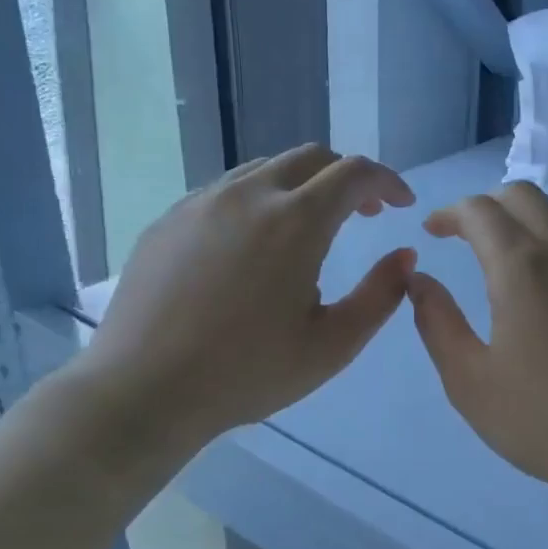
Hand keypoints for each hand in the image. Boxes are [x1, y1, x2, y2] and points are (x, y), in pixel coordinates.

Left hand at [78, 146, 415, 455]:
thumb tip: (405, 255)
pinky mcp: (169, 219)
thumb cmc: (247, 373)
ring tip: (311, 228)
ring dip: (303, 186)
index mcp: (296, 222)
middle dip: (347, 177)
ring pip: (266, 169)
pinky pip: (226, 190)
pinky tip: (255, 246)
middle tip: (364, 214)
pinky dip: (260, 201)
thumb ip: (380, 294)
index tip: (402, 205)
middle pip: (312, 158)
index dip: (387, 182)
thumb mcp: (333, 344)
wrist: (142, 390)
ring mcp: (201, 202)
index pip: (355, 173)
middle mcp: (249, 196)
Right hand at [408, 182, 547, 503]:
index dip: (449, 212)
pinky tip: (545, 288)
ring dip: (523, 221)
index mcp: (523, 267)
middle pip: (525, 195)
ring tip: (501, 259)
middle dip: (487, 204)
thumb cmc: (544, 418)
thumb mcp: (470, 380)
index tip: (432, 231)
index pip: (481, 210)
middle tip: (463, 236)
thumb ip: (437, 323)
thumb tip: (420, 281)